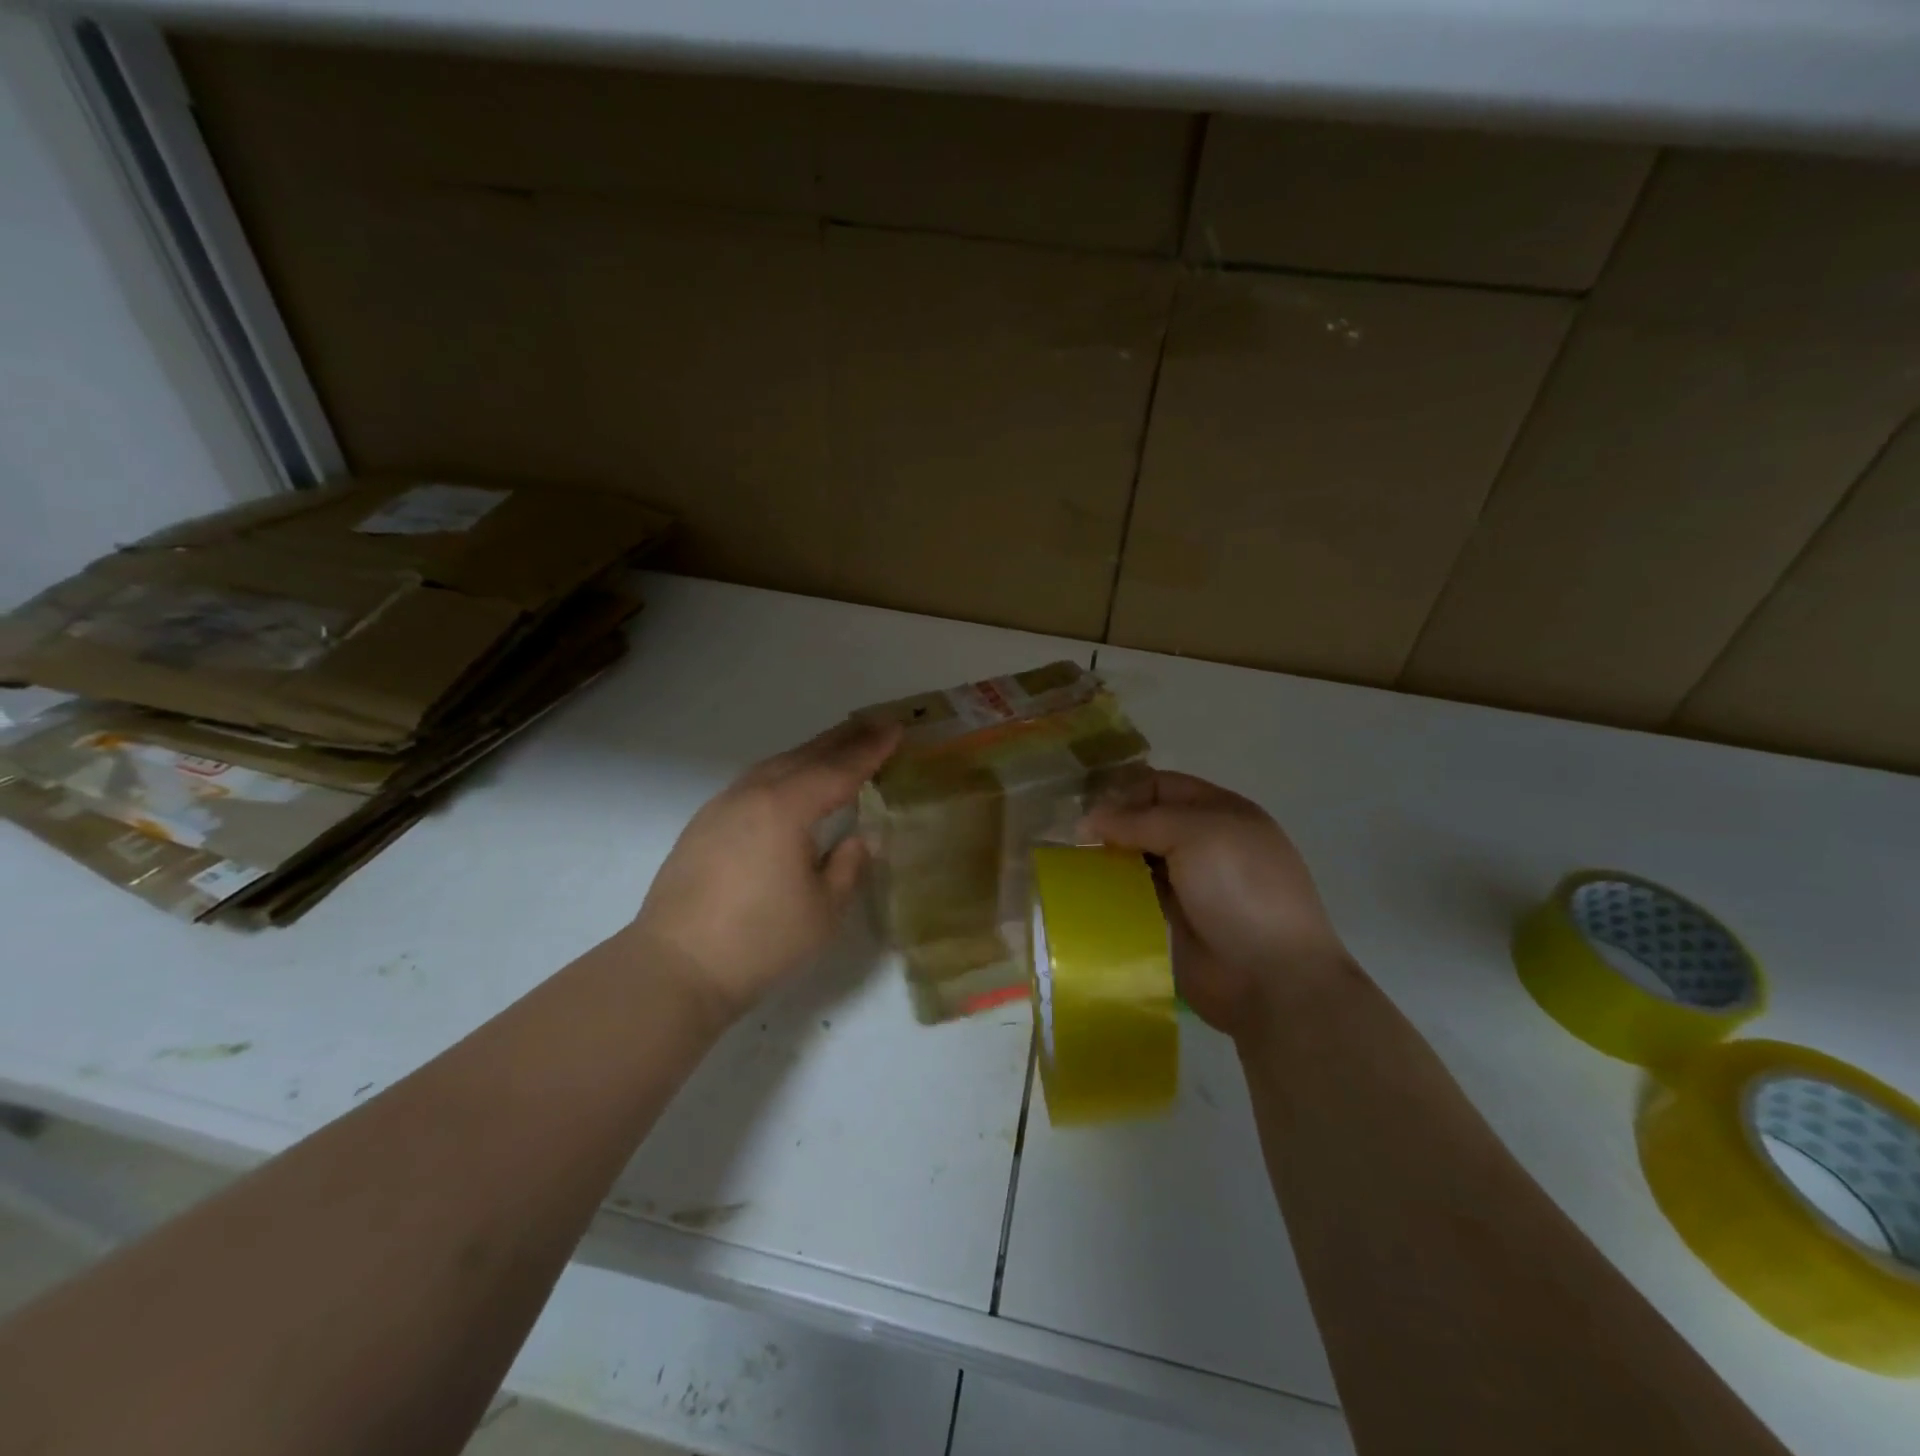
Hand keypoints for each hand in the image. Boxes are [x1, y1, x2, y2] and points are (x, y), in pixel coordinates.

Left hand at [626, 718, 900, 1024]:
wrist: (675, 968)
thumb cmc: (759, 942)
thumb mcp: (823, 911)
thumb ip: (847, 866)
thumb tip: (857, 839)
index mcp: (785, 809)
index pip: (838, 770)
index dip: (871, 750)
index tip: (896, 730)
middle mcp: (751, 795)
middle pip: (805, 756)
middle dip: (843, 739)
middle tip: (874, 724)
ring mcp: (721, 807)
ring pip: (775, 765)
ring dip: (810, 753)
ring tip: (837, 747)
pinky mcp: (703, 826)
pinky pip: (753, 783)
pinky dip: (782, 772)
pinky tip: (789, 784)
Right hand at [1081, 771, 1349, 1039]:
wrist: (1270, 977)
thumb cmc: (1240, 890)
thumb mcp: (1196, 834)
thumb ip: (1140, 820)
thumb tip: (1089, 820)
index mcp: (1219, 812)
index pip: (1161, 786)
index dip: (1125, 792)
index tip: (1088, 811)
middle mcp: (1202, 844)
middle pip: (1145, 823)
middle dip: (1110, 827)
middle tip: (1070, 840)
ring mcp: (1187, 886)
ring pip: (1135, 861)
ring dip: (1106, 861)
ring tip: (1069, 866)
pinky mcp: (1170, 923)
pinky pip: (1132, 898)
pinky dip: (1110, 894)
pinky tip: (1084, 896)